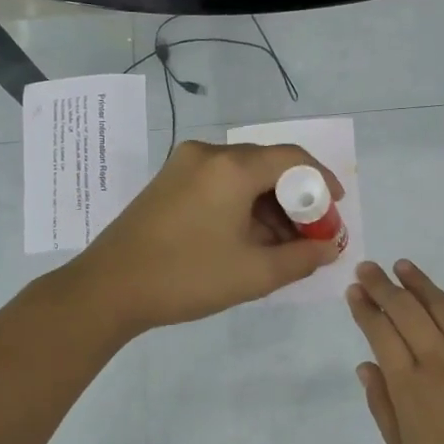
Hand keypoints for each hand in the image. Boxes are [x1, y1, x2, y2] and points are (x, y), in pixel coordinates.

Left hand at [73, 139, 343, 333]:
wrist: (107, 289)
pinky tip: (248, 239)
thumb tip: (330, 248)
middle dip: (296, 199)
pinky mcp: (169, 182)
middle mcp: (208, 154)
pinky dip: (242, 205)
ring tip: (281, 246)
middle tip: (311, 234)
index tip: (336, 209)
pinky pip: (220, 183)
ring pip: (243, 176)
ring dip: (269, 205)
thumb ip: (302, 258)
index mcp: (231, 167)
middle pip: (268, 165)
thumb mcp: (254, 274)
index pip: (293, 158)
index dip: (322, 181)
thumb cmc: (186, 277)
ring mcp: (183, 166)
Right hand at [345, 259, 443, 443]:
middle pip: (407, 313)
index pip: (380, 334)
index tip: (354, 291)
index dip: (365, 309)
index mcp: (410, 386)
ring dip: (422, 283)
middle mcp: (440, 361)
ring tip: (404, 265)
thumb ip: (383, 408)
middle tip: (369, 269)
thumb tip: (366, 366)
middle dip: (383, 287)